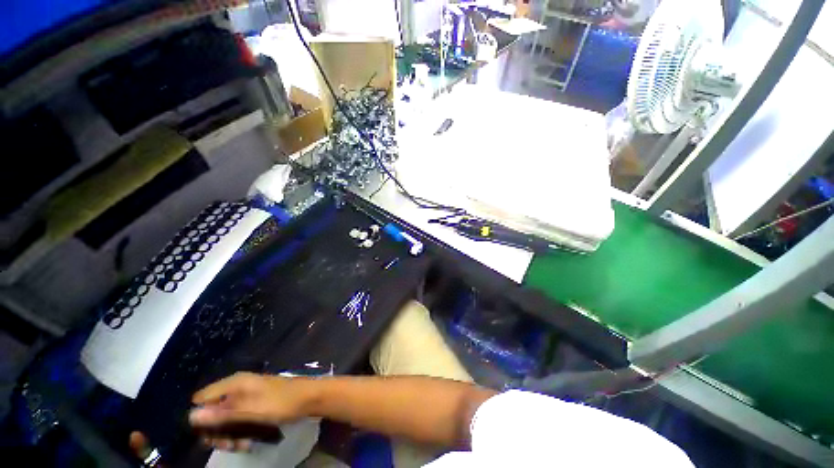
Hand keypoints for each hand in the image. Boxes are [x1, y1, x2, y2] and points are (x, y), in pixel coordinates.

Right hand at [189, 372, 316, 450]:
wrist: (307, 399)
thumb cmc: (279, 402)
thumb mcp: (250, 410)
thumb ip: (222, 414)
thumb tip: (190, 416)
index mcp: (234, 383)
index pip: (202, 398)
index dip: (200, 417)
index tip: (206, 435)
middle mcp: (237, 388)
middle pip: (213, 412)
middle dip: (216, 432)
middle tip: (227, 446)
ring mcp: (246, 397)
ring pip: (225, 420)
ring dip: (228, 435)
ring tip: (240, 446)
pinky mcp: (253, 405)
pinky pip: (238, 420)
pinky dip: (239, 432)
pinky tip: (247, 443)